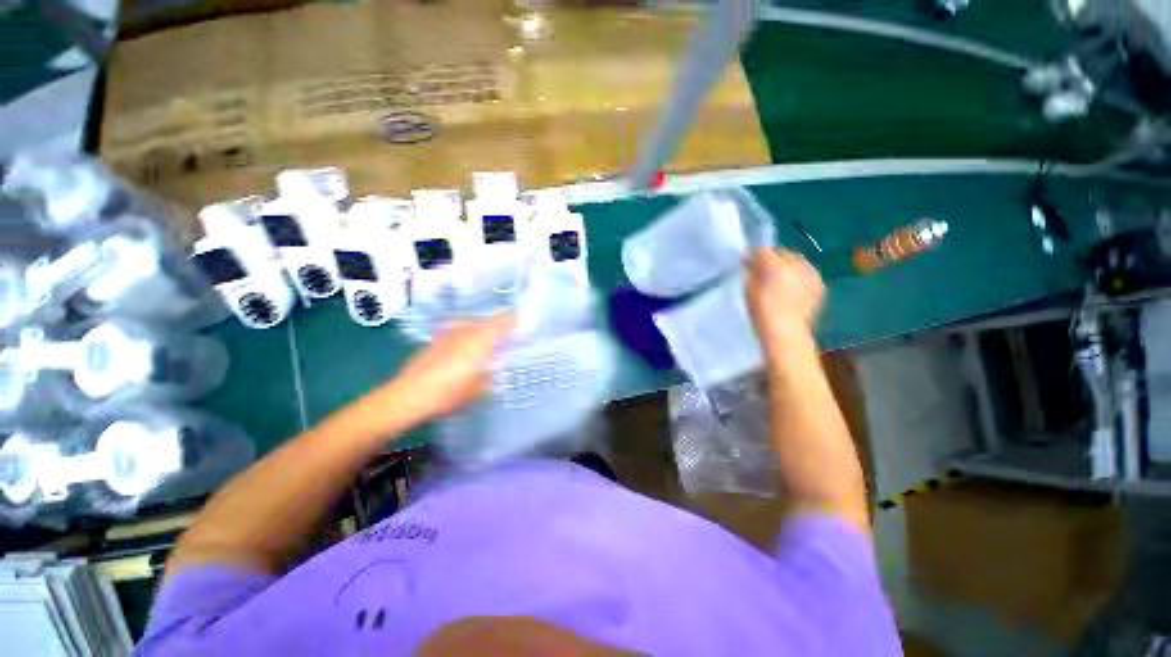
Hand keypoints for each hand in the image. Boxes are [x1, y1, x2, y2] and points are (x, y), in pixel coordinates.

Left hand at [384, 313, 515, 422]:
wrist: (409, 396)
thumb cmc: (451, 393)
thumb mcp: (482, 389)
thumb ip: (494, 373)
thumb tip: (499, 365)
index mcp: (483, 338)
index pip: (506, 319)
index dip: (517, 322)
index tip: (524, 329)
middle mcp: (467, 329)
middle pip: (489, 320)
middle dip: (500, 328)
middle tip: (506, 343)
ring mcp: (449, 332)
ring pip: (472, 324)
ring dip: (482, 332)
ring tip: (485, 347)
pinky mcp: (435, 339)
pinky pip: (457, 332)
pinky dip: (465, 338)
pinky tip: (462, 354)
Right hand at [745, 248, 824, 347]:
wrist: (785, 332)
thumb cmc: (760, 310)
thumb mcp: (748, 288)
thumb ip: (749, 271)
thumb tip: (748, 261)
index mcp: (775, 263)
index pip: (762, 250)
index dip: (754, 255)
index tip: (747, 262)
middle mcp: (796, 263)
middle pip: (783, 253)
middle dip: (774, 259)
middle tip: (764, 271)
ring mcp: (811, 274)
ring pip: (797, 263)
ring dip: (788, 267)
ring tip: (780, 281)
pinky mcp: (820, 285)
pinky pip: (807, 275)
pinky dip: (800, 278)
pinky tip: (792, 290)